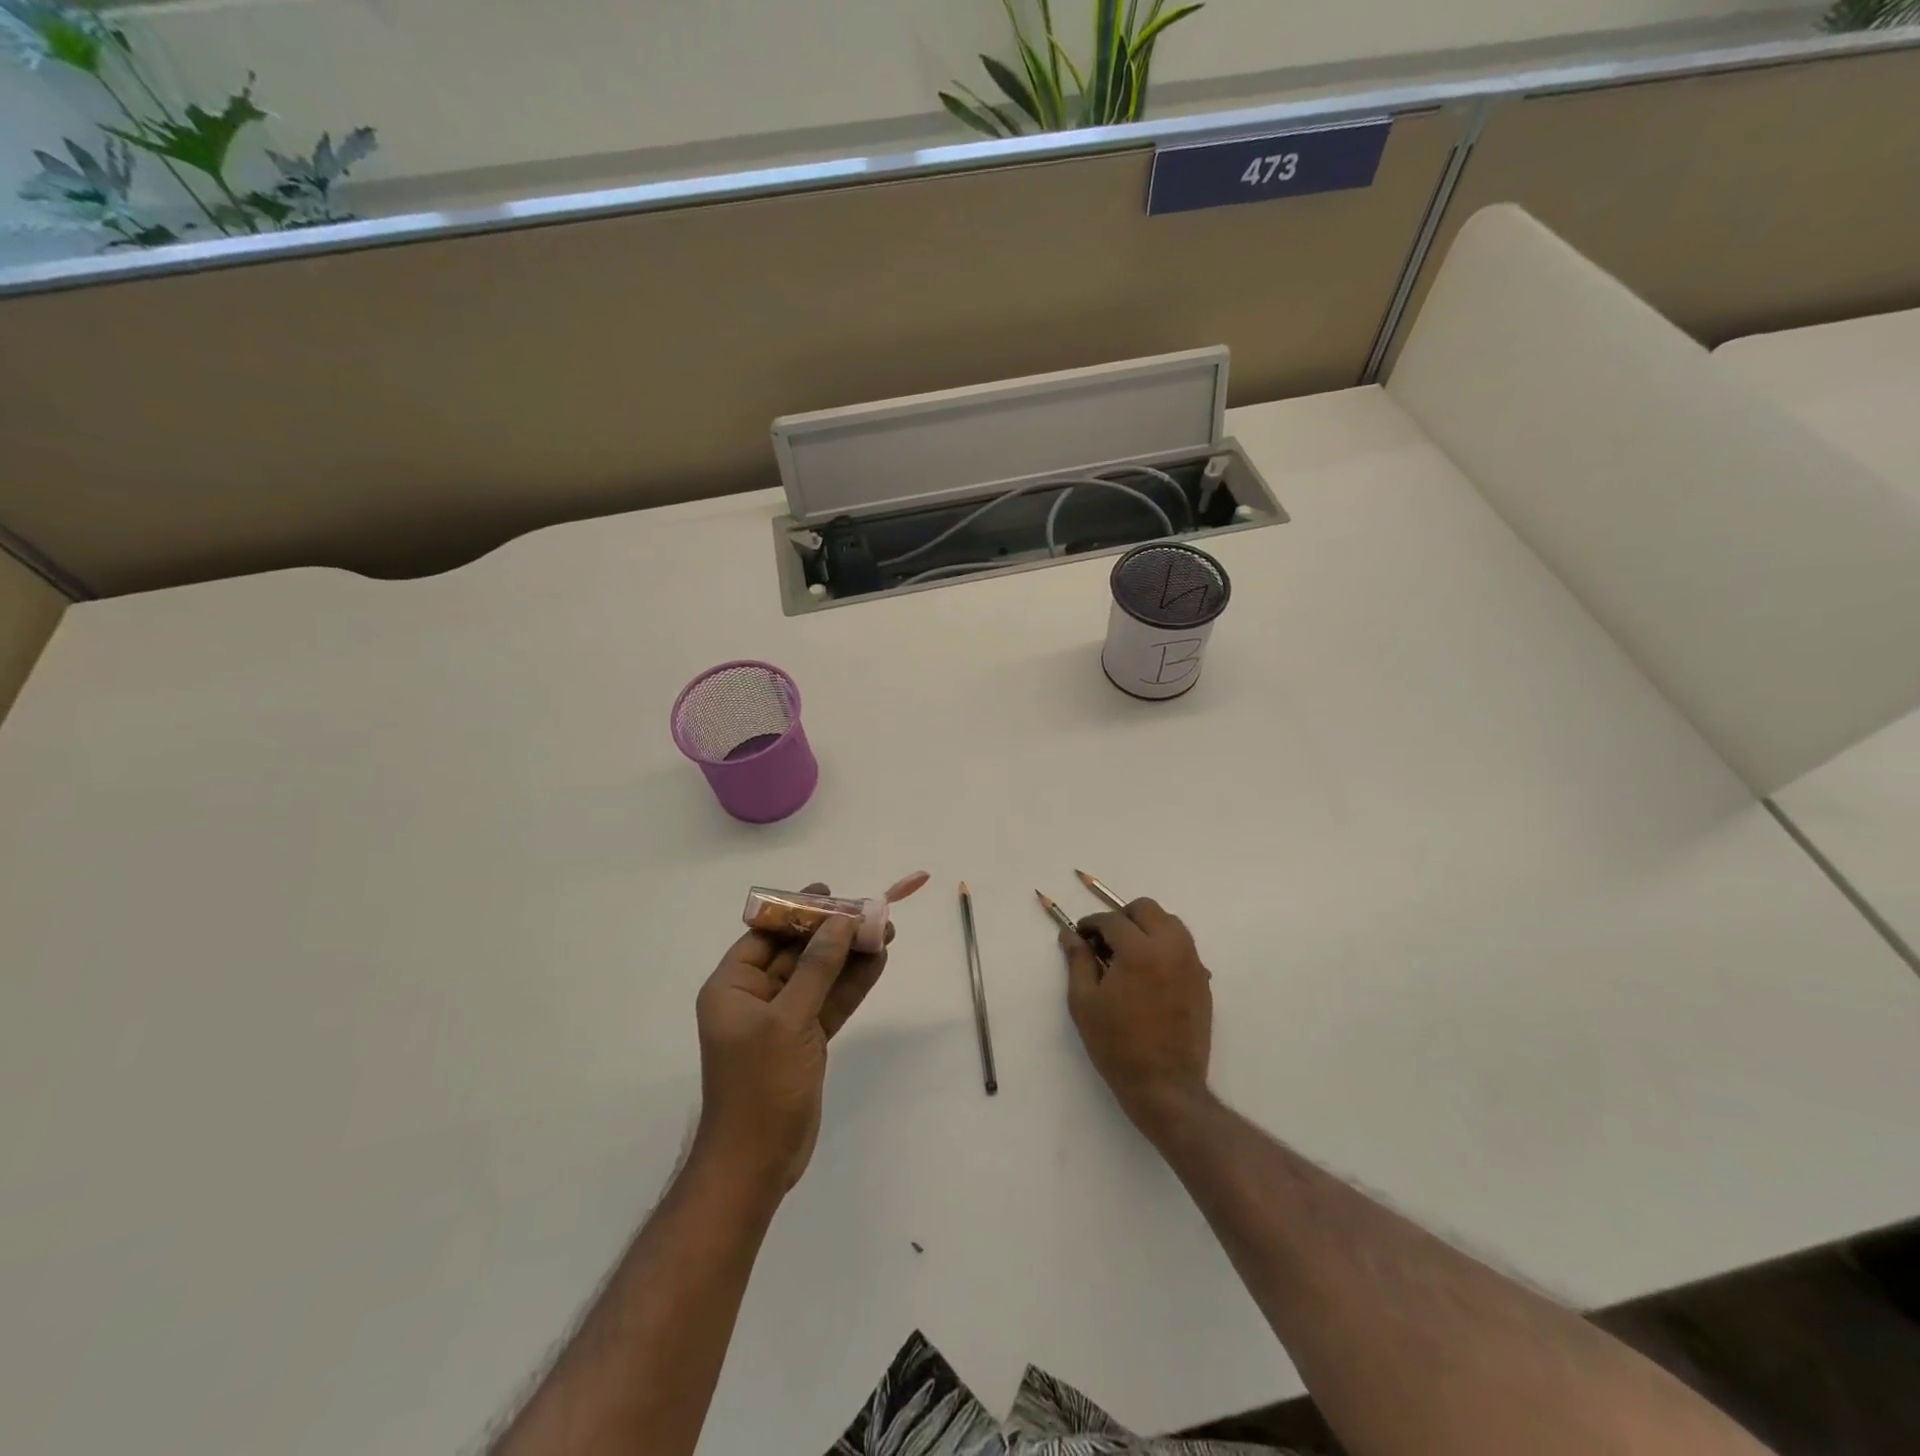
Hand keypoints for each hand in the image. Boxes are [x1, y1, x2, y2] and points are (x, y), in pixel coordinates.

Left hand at [694, 883, 890, 1192]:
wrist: (758, 1163)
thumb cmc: (760, 1085)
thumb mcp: (788, 1020)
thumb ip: (817, 968)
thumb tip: (840, 922)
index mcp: (732, 987)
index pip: (765, 936)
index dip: (797, 912)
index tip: (830, 893)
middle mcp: (755, 997)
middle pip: (797, 952)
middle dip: (833, 932)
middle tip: (870, 911)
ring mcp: (783, 1019)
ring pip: (820, 975)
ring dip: (850, 955)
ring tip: (886, 931)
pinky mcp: (806, 1040)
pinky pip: (831, 1001)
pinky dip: (853, 983)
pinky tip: (879, 961)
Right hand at [1061, 897, 1213, 1138]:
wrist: (1164, 1086)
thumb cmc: (1117, 1044)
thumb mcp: (1084, 1002)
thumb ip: (1078, 960)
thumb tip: (1071, 934)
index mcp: (1139, 951)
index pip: (1112, 920)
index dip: (1091, 924)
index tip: (1081, 936)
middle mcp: (1170, 948)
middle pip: (1146, 909)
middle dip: (1122, 917)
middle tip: (1105, 942)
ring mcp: (1192, 963)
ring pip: (1169, 923)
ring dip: (1146, 927)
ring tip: (1128, 954)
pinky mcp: (1202, 980)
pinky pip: (1183, 947)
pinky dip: (1164, 946)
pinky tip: (1149, 973)